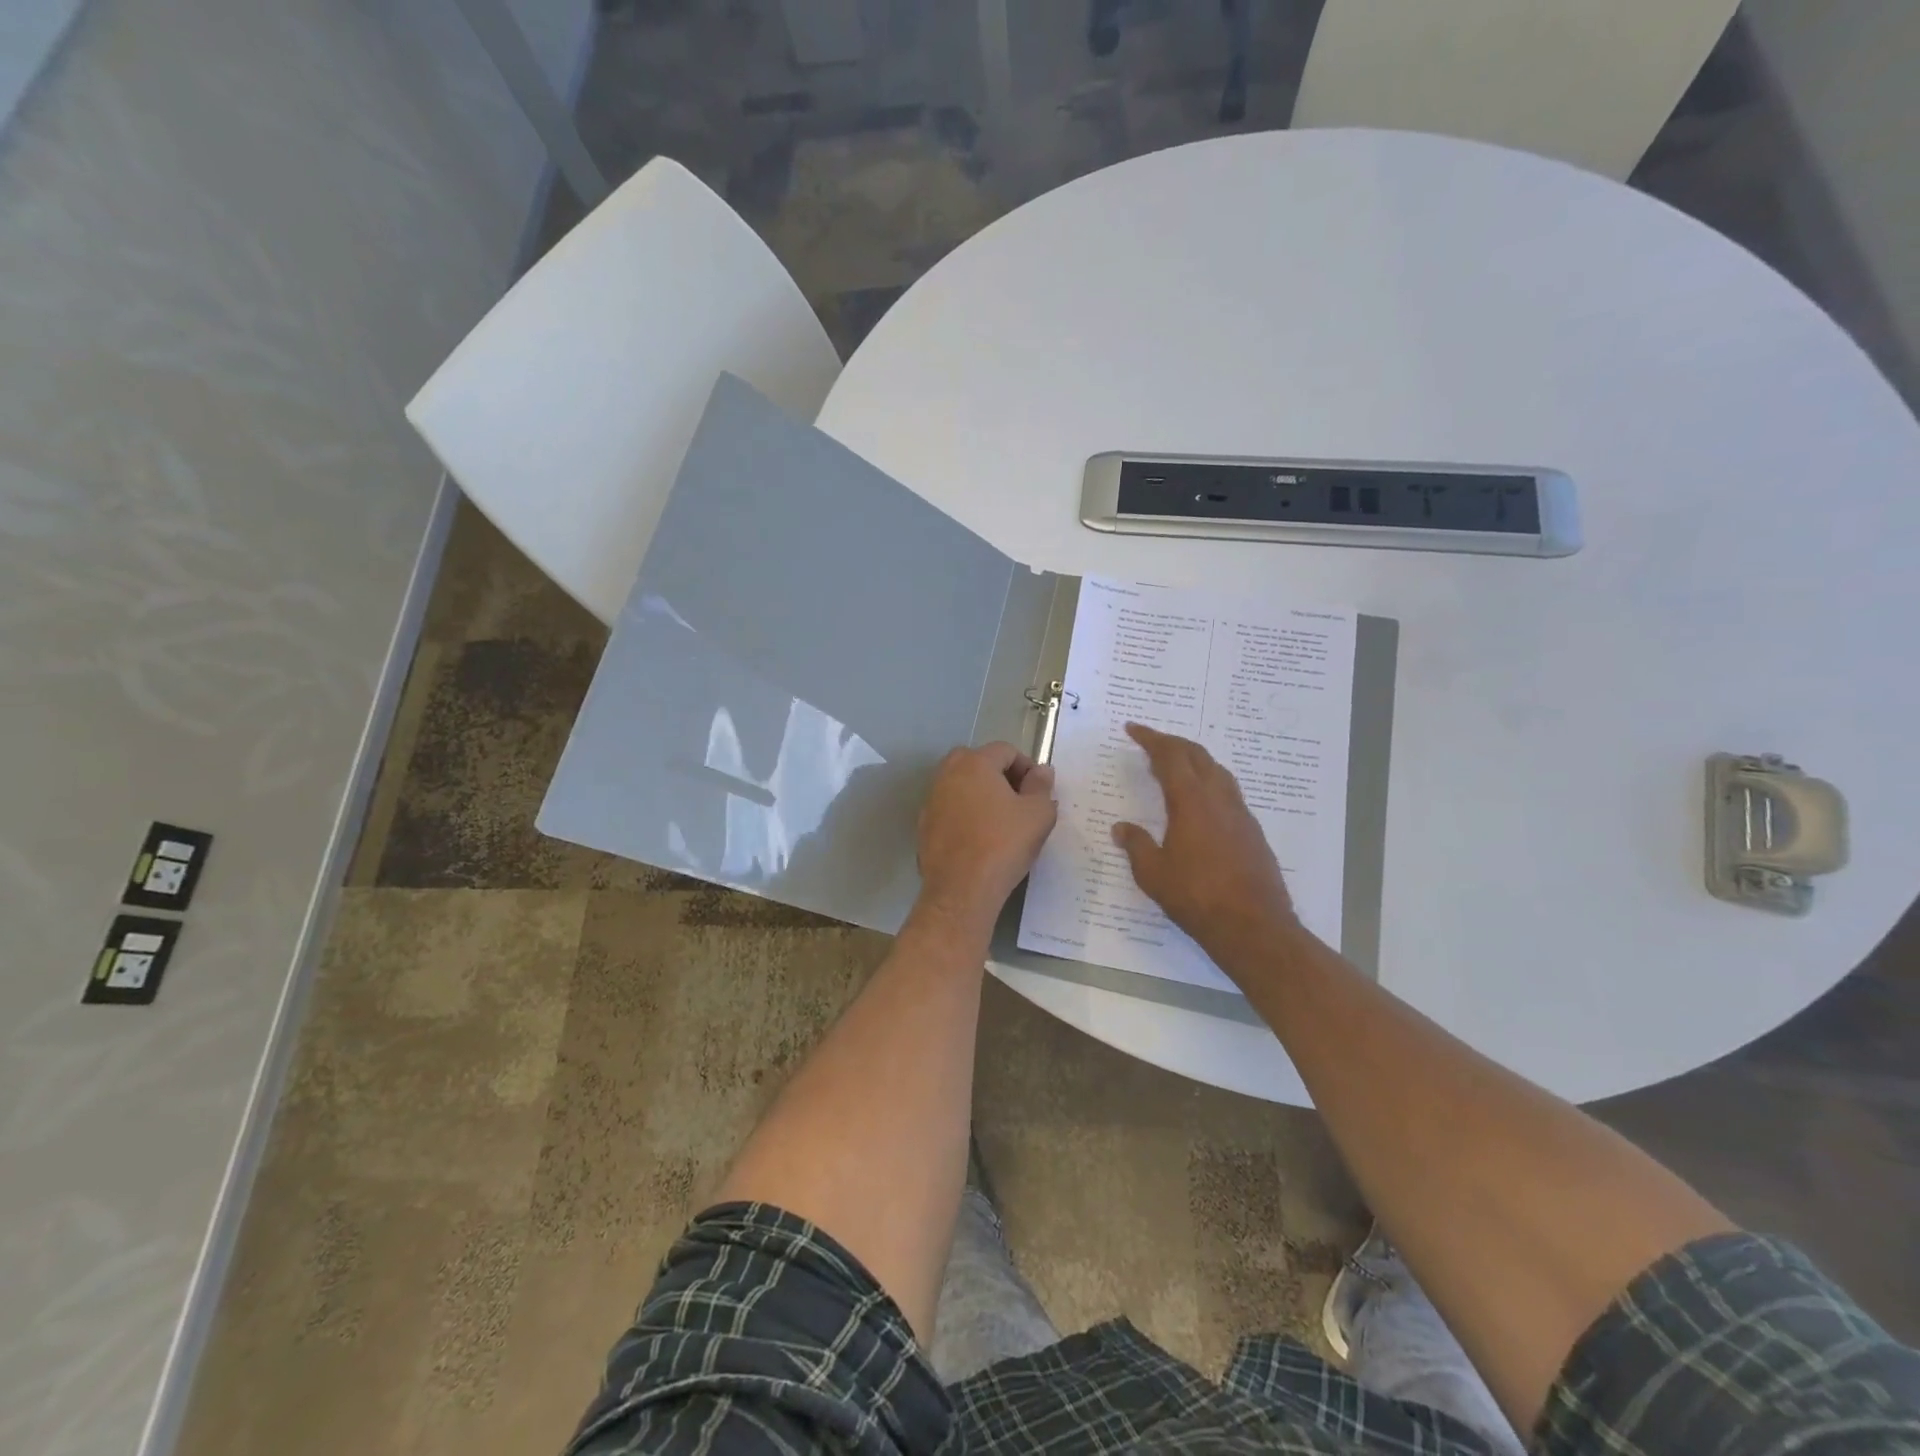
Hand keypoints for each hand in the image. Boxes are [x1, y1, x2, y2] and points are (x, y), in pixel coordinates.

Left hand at [916, 742, 1057, 930]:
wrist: (962, 889)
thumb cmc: (1004, 844)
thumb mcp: (1038, 814)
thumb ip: (1041, 786)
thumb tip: (1041, 771)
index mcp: (974, 763)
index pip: (1005, 750)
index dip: (1027, 767)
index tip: (1038, 791)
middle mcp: (947, 774)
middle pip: (978, 762)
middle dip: (1001, 776)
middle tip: (1019, 802)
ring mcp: (931, 800)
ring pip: (961, 786)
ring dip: (981, 795)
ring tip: (1000, 821)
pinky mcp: (924, 825)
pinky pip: (950, 809)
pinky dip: (965, 815)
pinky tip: (979, 839)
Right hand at [1111, 723, 1296, 957]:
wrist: (1253, 926)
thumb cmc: (1196, 897)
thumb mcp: (1153, 873)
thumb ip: (1136, 845)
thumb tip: (1121, 828)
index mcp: (1191, 802)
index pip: (1169, 757)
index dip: (1150, 739)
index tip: (1133, 729)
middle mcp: (1219, 799)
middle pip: (1197, 755)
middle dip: (1172, 743)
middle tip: (1151, 742)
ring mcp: (1240, 814)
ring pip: (1217, 771)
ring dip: (1194, 759)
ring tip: (1175, 765)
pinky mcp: (1252, 831)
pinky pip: (1228, 791)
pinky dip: (1209, 781)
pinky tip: (1200, 800)